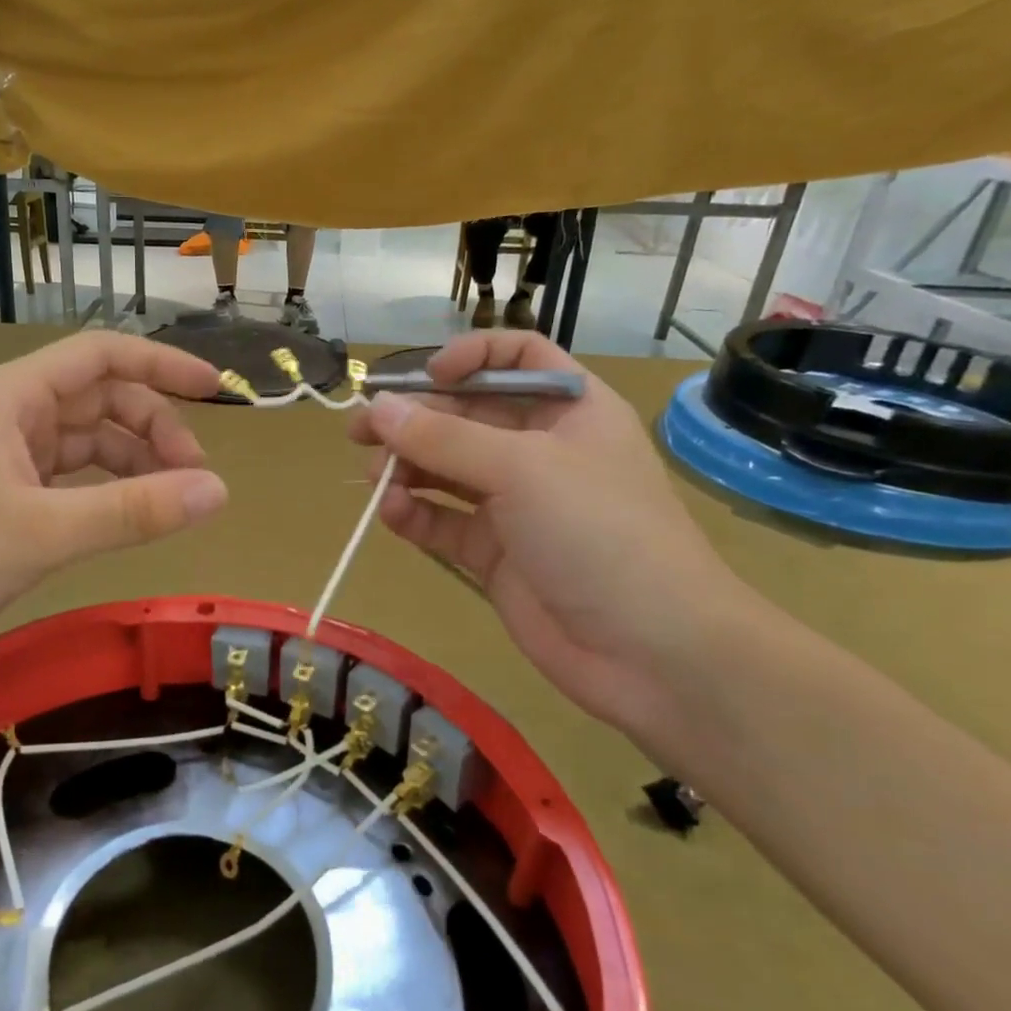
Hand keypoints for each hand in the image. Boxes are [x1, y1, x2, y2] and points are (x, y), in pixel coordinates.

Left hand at [0, 332, 227, 682]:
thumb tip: (219, 492)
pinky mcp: (2, 494)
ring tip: (174, 503)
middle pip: (101, 400)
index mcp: (11, 395)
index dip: (162, 365)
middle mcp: (9, 413)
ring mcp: (4, 454)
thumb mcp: (46, 532)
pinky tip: (131, 515)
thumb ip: (135, 511)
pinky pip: (70, 478)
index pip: (101, 355)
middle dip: (154, 429)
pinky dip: (107, 491)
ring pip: (88, 442)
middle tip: (196, 479)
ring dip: (135, 463)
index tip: (215, 389)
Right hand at [350, 331, 758, 747]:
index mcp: (569, 410)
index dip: (471, 358)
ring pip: (446, 470)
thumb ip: (444, 438)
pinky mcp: (493, 553)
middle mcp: (540, 450)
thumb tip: (377, 408)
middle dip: (414, 420)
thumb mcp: (522, 469)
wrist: (651, 651)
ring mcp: (515, 505)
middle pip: (466, 416)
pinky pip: (443, 521)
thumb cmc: (599, 531)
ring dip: (406, 468)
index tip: (427, 377)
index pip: (518, 359)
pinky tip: (392, 514)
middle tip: (359, 432)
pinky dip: (414, 514)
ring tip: (374, 479)